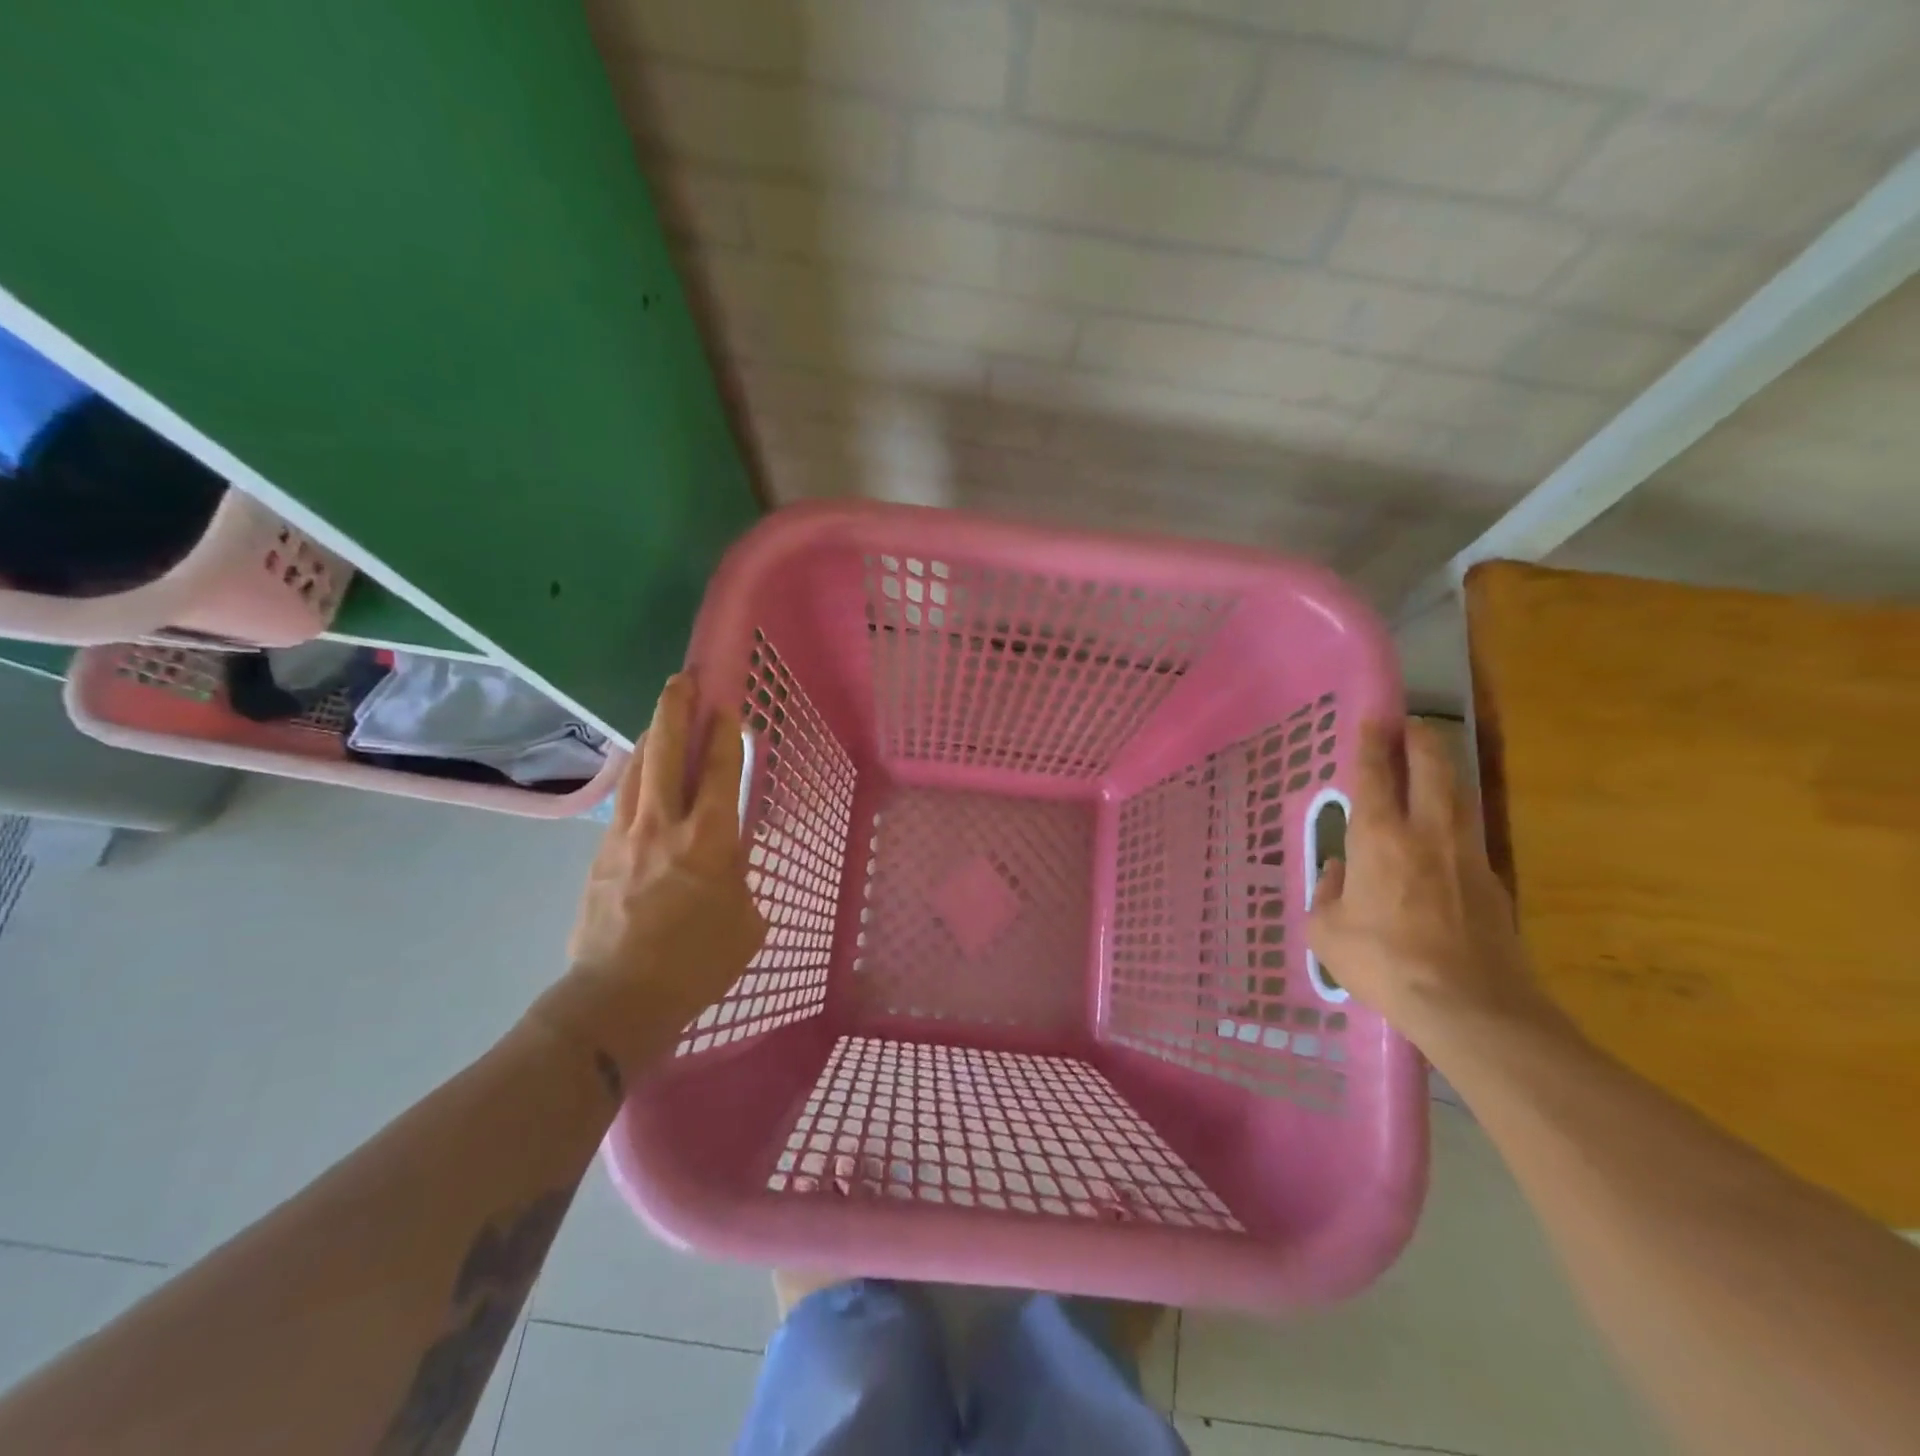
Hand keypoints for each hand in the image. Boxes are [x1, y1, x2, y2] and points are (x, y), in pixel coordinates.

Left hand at [534, 674, 766, 1086]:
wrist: (618, 1000)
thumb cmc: (697, 964)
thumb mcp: (745, 922)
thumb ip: (738, 879)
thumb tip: (725, 863)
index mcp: (708, 841)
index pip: (719, 771)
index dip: (725, 734)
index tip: (727, 705)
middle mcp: (664, 826)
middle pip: (665, 752)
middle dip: (676, 710)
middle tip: (683, 680)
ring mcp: (625, 838)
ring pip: (637, 770)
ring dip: (650, 736)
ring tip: (661, 716)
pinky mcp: (599, 856)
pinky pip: (622, 802)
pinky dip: (636, 777)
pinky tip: (642, 776)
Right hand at [1306, 719, 1562, 1050]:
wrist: (1470, 1005)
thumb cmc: (1384, 962)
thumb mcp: (1327, 931)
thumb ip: (1328, 893)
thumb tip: (1340, 873)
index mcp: (1379, 837)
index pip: (1375, 775)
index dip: (1373, 743)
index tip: (1374, 717)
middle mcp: (1426, 832)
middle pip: (1431, 768)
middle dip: (1420, 739)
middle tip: (1410, 723)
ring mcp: (1466, 855)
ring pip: (1457, 795)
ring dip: (1443, 770)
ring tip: (1431, 761)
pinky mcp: (1492, 882)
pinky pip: (1468, 833)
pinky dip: (1454, 816)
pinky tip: (1443, 831)